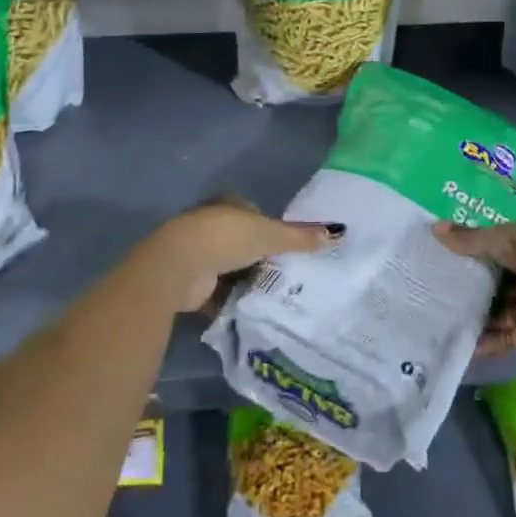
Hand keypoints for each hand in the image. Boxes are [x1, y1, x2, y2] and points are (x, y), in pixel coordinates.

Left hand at [139, 197, 340, 311]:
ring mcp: (198, 254)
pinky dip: (231, 301)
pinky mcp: (191, 282)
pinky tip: (250, 312)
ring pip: (230, 268)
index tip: (289, 249)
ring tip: (273, 296)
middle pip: (243, 242)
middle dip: (260, 258)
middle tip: (286, 275)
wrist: (179, 266)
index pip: (255, 214)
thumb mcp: (270, 234)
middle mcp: (211, 225)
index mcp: (228, 204)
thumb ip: (300, 237)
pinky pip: (218, 292)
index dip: (272, 229)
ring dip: (246, 280)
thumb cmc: (225, 238)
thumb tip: (336, 233)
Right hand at [433, 217, 515, 370]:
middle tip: (435, 282)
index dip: (475, 244)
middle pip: (498, 275)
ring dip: (476, 311)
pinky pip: (505, 334)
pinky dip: (486, 340)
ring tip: (440, 312)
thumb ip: (473, 239)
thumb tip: (434, 229)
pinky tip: (461, 342)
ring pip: (499, 306)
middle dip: (472, 281)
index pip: (501, 240)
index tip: (445, 250)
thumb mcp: (510, 240)